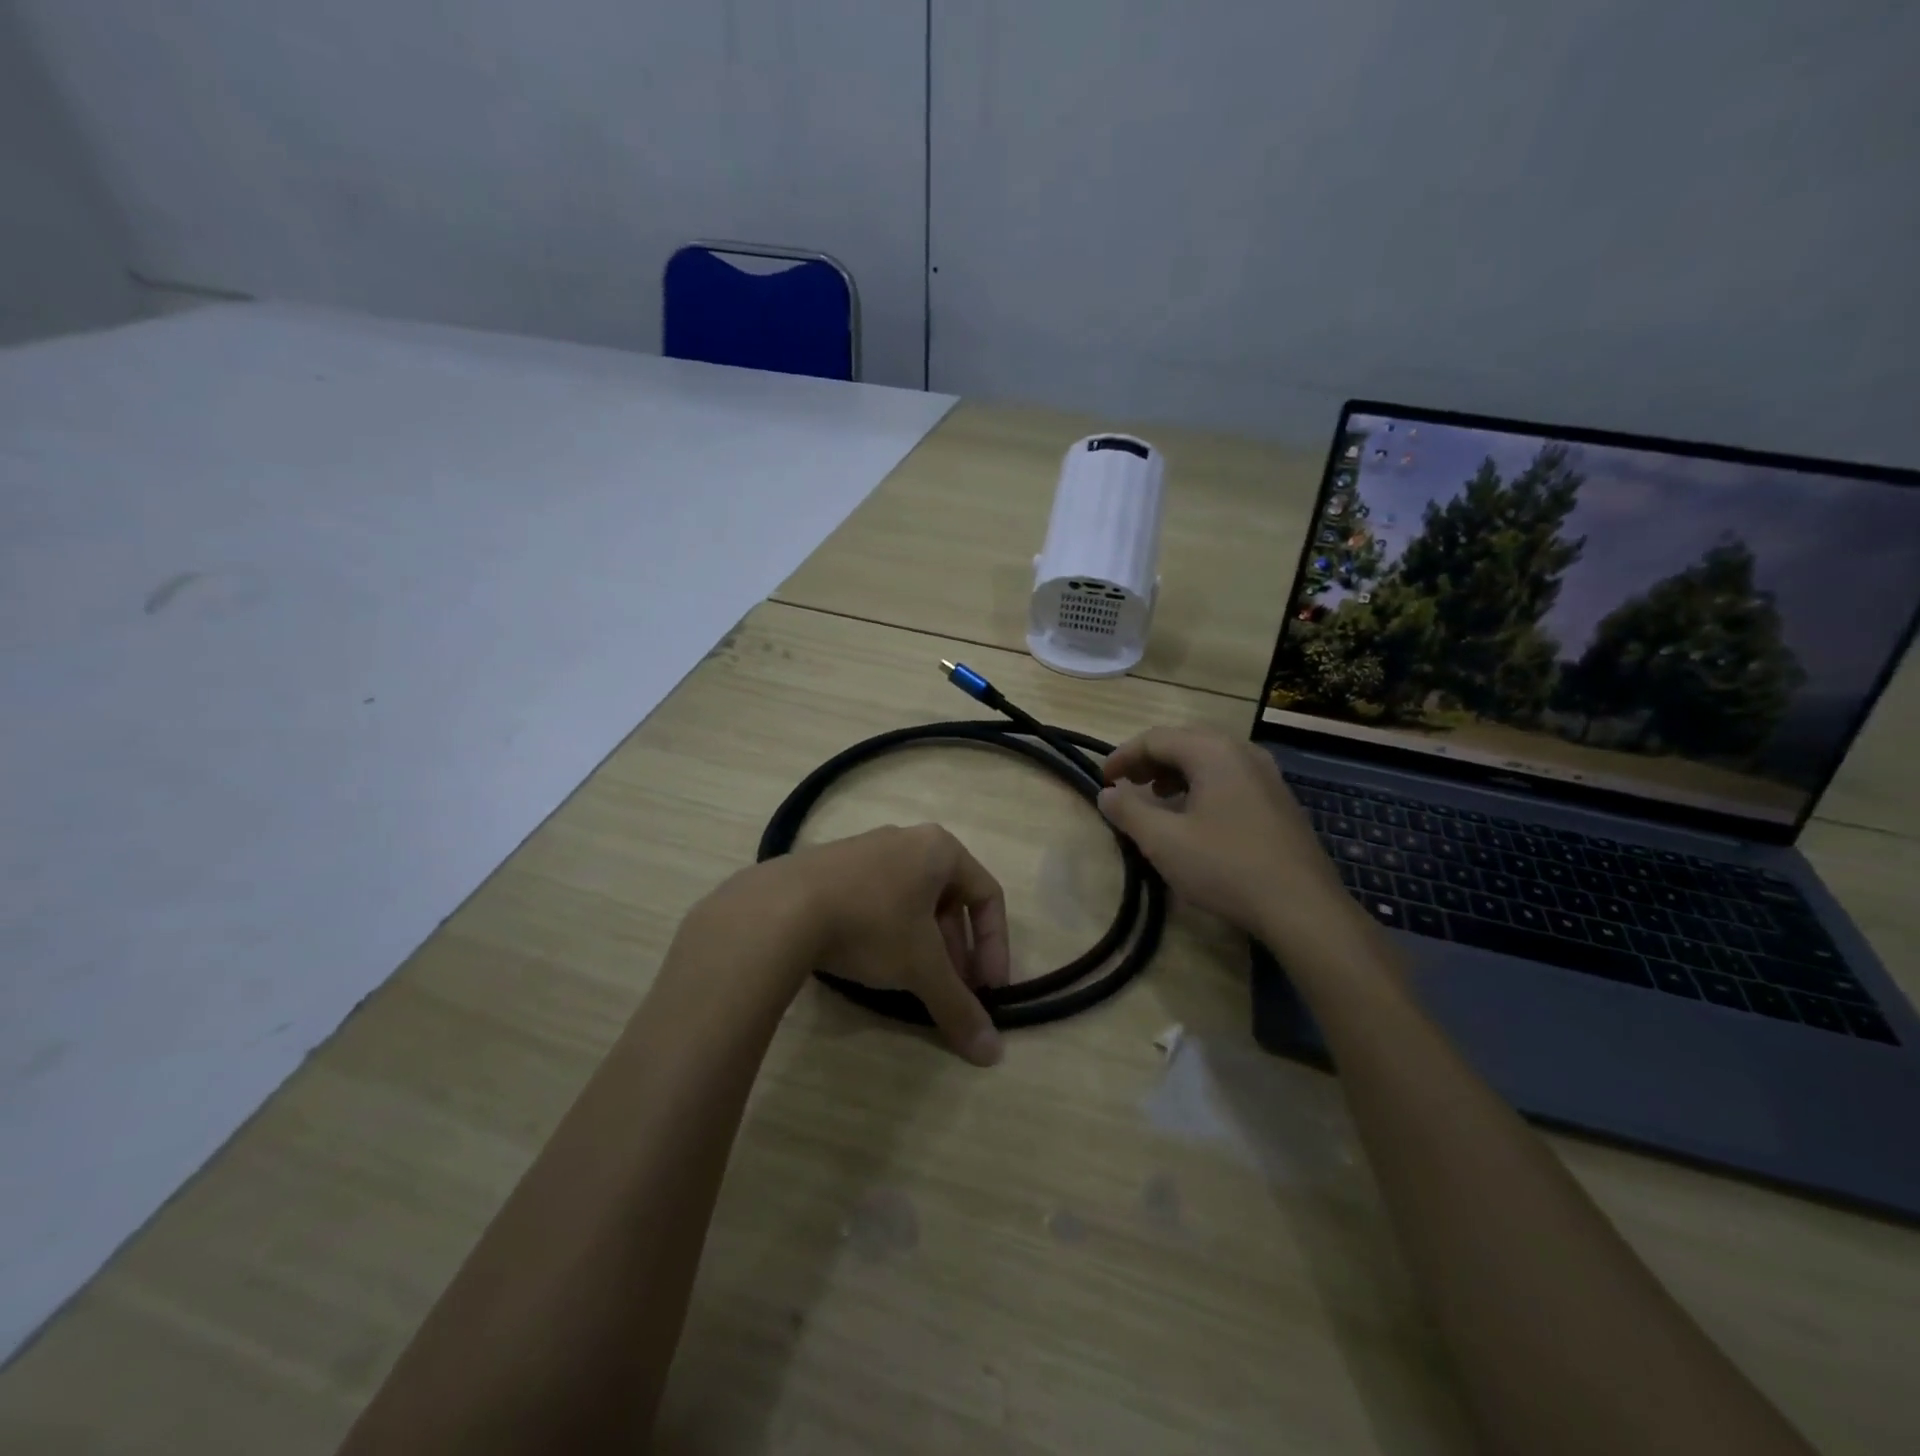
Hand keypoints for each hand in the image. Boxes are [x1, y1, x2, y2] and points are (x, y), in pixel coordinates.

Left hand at [720, 824, 1011, 1065]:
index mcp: (939, 849)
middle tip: (952, 990)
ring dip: (924, 944)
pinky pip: (878, 897)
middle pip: (949, 899)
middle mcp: (907, 839)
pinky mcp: (832, 866)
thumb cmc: (871, 924)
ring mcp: (866, 849)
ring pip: (912, 900)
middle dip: (957, 950)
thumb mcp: (920, 968)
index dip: (995, 946)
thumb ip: (958, 1006)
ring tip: (914, 983)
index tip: (988, 989)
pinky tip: (872, 964)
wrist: (779, 909)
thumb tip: (992, 1055)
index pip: (988, 895)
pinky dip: (888, 932)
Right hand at [1097, 725, 1353, 947]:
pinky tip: (1195, 816)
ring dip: (1176, 772)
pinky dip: (1202, 785)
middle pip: (1185, 741)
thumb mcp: (1163, 841)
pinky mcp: (1279, 800)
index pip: (1156, 739)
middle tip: (1128, 785)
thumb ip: (1128, 811)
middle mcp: (1243, 752)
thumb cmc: (1225, 866)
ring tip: (1157, 798)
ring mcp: (1267, 775)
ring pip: (1210, 758)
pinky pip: (1230, 777)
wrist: (1303, 907)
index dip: (1122, 756)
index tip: (1103, 780)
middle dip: (1150, 761)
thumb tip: (1107, 793)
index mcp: (1213, 752)